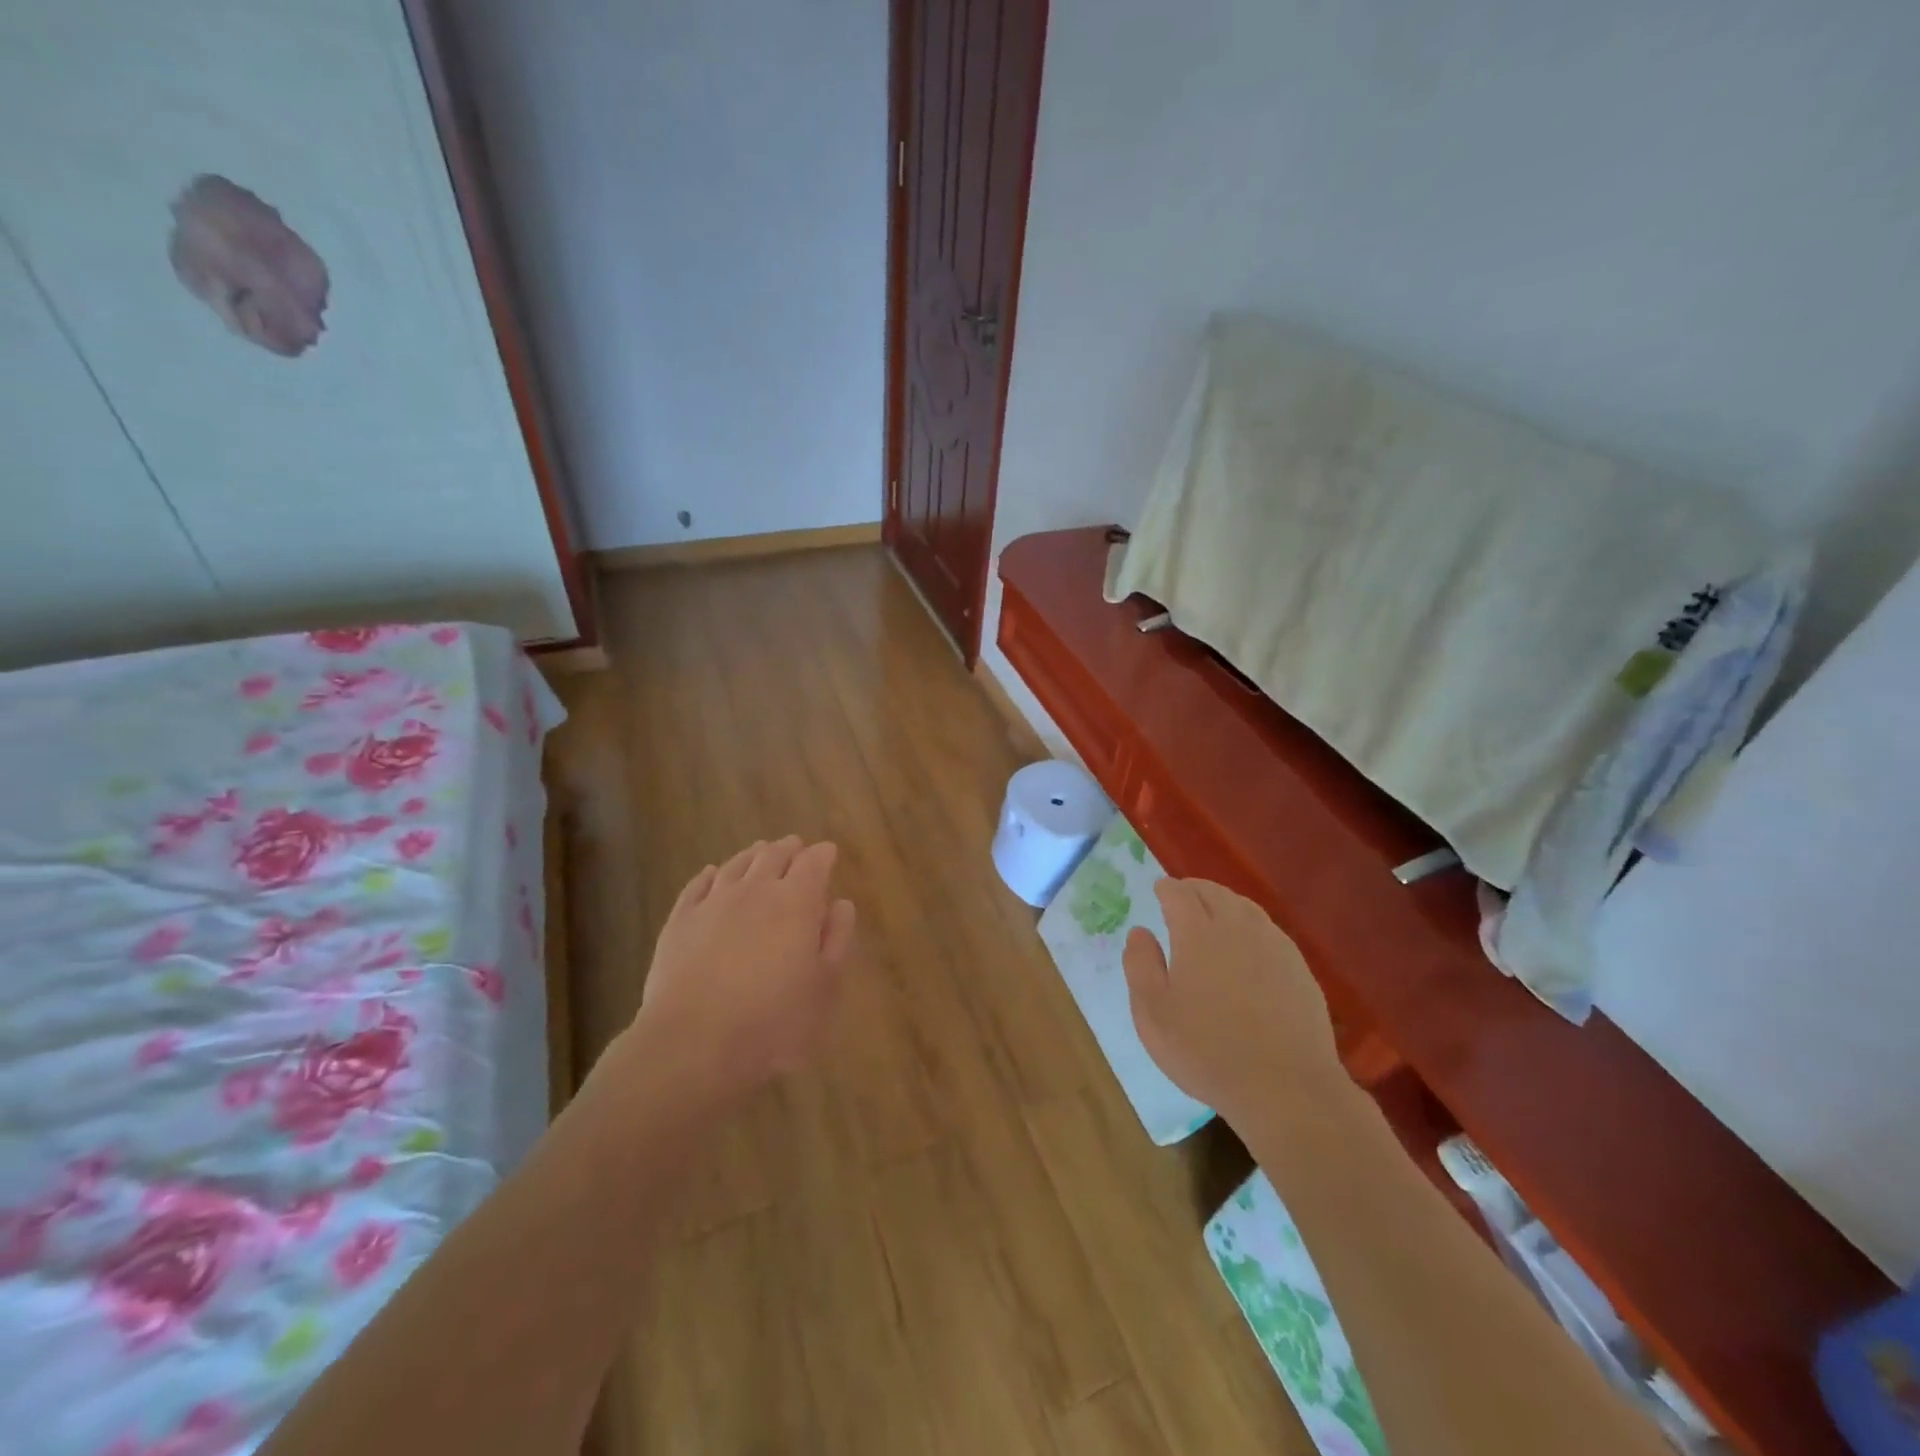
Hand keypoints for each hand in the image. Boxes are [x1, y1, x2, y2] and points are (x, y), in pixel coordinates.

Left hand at [622, 836, 855, 1108]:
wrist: (694, 1042)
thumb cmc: (774, 1020)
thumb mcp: (824, 987)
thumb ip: (837, 939)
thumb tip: (841, 904)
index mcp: (796, 901)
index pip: (814, 862)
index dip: (823, 854)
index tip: (828, 852)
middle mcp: (755, 890)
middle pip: (774, 855)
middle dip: (789, 848)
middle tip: (796, 846)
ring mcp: (713, 902)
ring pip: (736, 864)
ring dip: (753, 855)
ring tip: (760, 852)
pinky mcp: (680, 920)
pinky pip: (698, 885)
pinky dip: (710, 874)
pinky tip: (712, 874)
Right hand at [1122, 878, 1341, 1126]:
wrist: (1286, 1088)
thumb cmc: (1206, 1051)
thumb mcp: (1152, 1014)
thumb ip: (1140, 966)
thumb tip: (1139, 932)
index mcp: (1197, 933)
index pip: (1179, 894)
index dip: (1167, 888)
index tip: (1159, 889)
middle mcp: (1237, 928)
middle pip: (1215, 893)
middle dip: (1195, 889)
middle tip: (1183, 895)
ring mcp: (1274, 946)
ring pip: (1246, 908)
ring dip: (1225, 902)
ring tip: (1214, 912)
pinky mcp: (1299, 969)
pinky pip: (1270, 931)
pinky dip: (1252, 925)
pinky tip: (1250, 944)